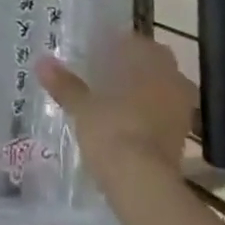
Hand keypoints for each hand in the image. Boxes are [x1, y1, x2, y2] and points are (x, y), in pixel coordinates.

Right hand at [38, 34, 195, 180]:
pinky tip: (126, 125)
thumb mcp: (82, 106)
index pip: (132, 41)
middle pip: (148, 64)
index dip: (113, 46)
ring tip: (112, 102)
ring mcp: (181, 107)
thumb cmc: (112, 130)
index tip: (93, 54)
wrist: (143, 183)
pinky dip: (147, 116)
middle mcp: (171, 76)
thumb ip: (65, 84)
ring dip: (140, 92)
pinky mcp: (182, 137)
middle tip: (100, 76)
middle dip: (128, 69)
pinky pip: (162, 114)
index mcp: (149, 58)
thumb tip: (42, 62)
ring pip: (158, 89)